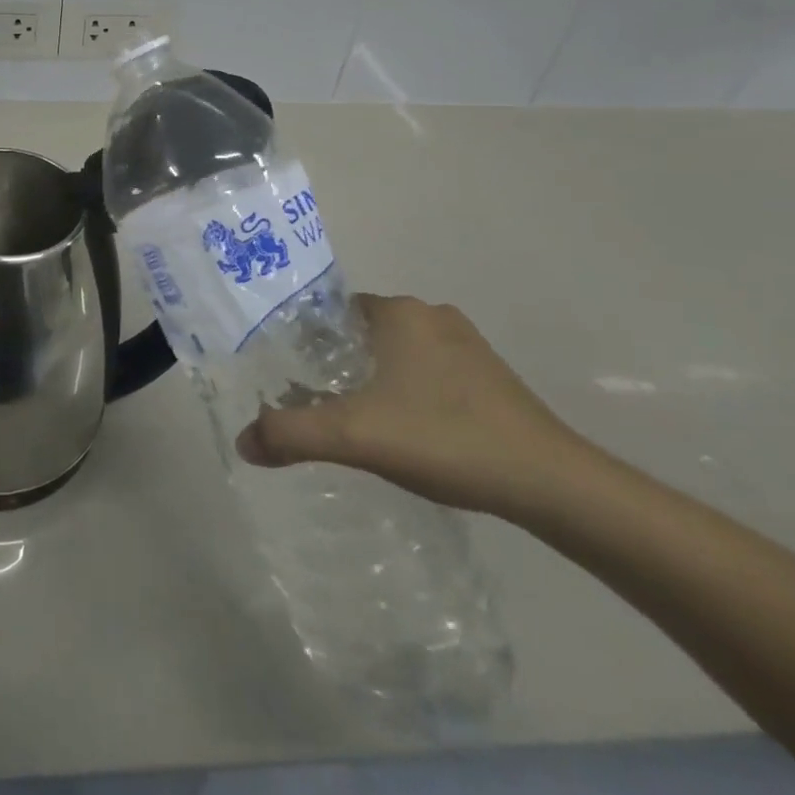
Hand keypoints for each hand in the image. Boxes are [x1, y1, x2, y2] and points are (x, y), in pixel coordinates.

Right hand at [234, 293, 589, 517]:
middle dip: (336, 361)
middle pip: (362, 332)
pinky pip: (428, 372)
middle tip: (314, 400)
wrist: (551, 484)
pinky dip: (408, 392)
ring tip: (353, 419)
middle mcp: (431, 315)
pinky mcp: (490, 377)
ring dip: (373, 378)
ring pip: (397, 353)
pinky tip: (405, 431)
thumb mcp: (354, 436)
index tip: (289, 372)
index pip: (332, 311)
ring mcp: (466, 345)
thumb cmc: (444, 438)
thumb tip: (242, 442)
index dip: (305, 339)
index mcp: (399, 312)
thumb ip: (291, 434)